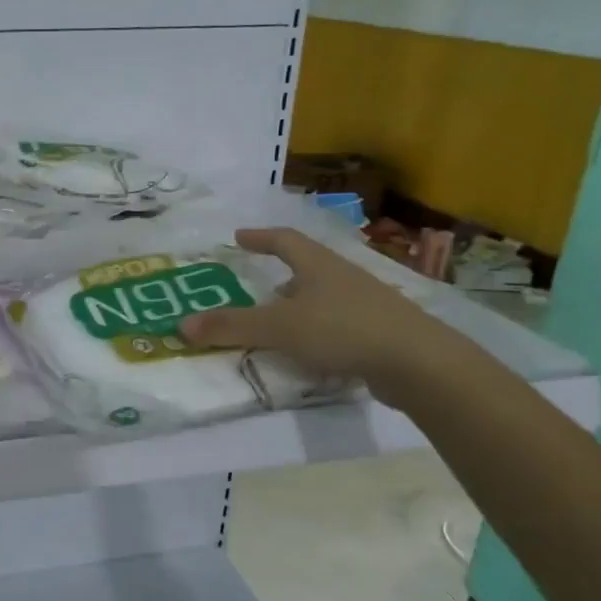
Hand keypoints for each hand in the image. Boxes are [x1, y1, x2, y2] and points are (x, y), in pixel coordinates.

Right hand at [178, 227, 448, 403]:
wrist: (419, 363)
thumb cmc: (342, 330)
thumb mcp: (278, 328)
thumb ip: (231, 326)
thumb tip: (181, 324)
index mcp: (318, 265)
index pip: (284, 240)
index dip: (260, 237)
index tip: (238, 237)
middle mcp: (343, 277)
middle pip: (308, 267)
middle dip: (282, 274)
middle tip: (259, 287)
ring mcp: (367, 303)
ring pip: (325, 296)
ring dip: (301, 305)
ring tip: (282, 323)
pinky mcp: (381, 331)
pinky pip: (340, 322)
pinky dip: (319, 329)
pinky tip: (313, 351)